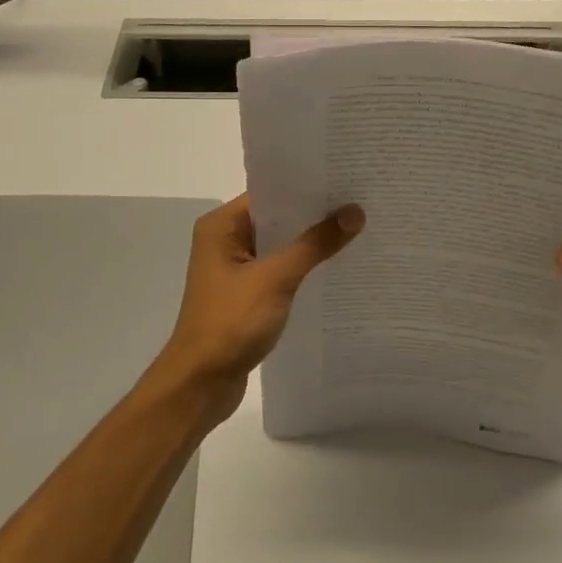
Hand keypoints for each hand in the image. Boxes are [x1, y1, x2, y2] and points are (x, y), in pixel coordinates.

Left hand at [149, 193, 363, 426]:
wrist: (201, 383)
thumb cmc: (230, 322)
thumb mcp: (276, 278)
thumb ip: (314, 245)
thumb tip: (354, 212)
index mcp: (221, 226)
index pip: (269, 193)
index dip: (306, 187)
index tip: (345, 179)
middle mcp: (225, 240)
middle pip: (276, 218)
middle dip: (314, 214)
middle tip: (360, 202)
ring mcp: (234, 269)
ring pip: (279, 246)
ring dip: (310, 243)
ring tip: (356, 230)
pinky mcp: (245, 295)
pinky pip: (279, 271)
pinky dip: (302, 269)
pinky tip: (335, 268)